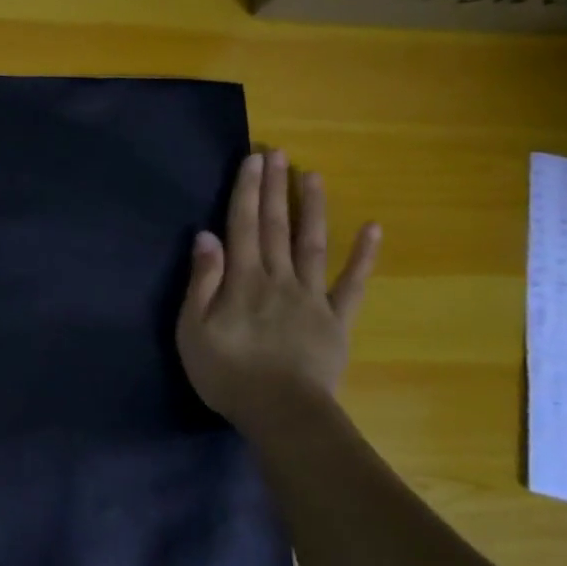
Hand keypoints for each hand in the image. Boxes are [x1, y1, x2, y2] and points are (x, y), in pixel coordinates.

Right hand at [177, 148, 378, 417]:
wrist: (282, 413)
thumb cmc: (228, 373)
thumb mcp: (193, 330)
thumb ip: (202, 281)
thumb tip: (206, 236)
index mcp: (242, 280)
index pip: (242, 226)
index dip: (247, 191)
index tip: (253, 159)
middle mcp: (278, 278)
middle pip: (275, 226)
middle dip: (275, 188)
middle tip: (279, 152)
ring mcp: (312, 297)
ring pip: (312, 244)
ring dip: (312, 208)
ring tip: (313, 176)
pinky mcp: (336, 319)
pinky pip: (352, 284)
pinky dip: (363, 256)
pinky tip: (373, 229)